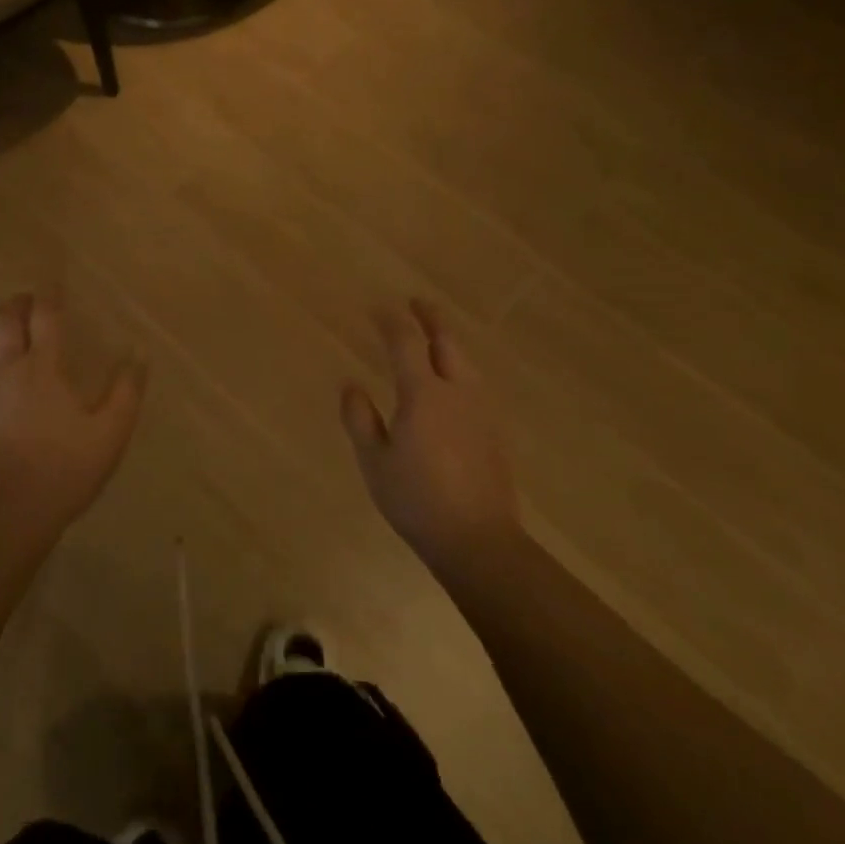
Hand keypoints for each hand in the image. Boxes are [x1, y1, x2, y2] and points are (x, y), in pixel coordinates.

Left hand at [0, 293, 147, 532]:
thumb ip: (126, 391)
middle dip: (16, 305)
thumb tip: (138, 354)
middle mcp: (6, 368)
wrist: (6, 511)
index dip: (50, 296)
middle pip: (5, 322)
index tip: (54, 286)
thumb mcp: (110, 433)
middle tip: (26, 302)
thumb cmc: (64, 470)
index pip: (46, 317)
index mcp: (44, 367)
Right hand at [341, 300, 520, 581]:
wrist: (478, 540)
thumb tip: (351, 385)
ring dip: (448, 341)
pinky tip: (452, 381)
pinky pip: (474, 383)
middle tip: (417, 303)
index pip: (406, 343)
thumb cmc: (417, 499)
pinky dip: (459, 366)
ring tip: (434, 336)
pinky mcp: (493, 431)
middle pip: (447, 342)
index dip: (391, 321)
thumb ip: (361, 418)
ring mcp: (481, 411)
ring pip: (466, 361)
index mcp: (424, 394)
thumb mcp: (375, 461)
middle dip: (431, 318)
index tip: (377, 308)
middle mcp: (457, 392)